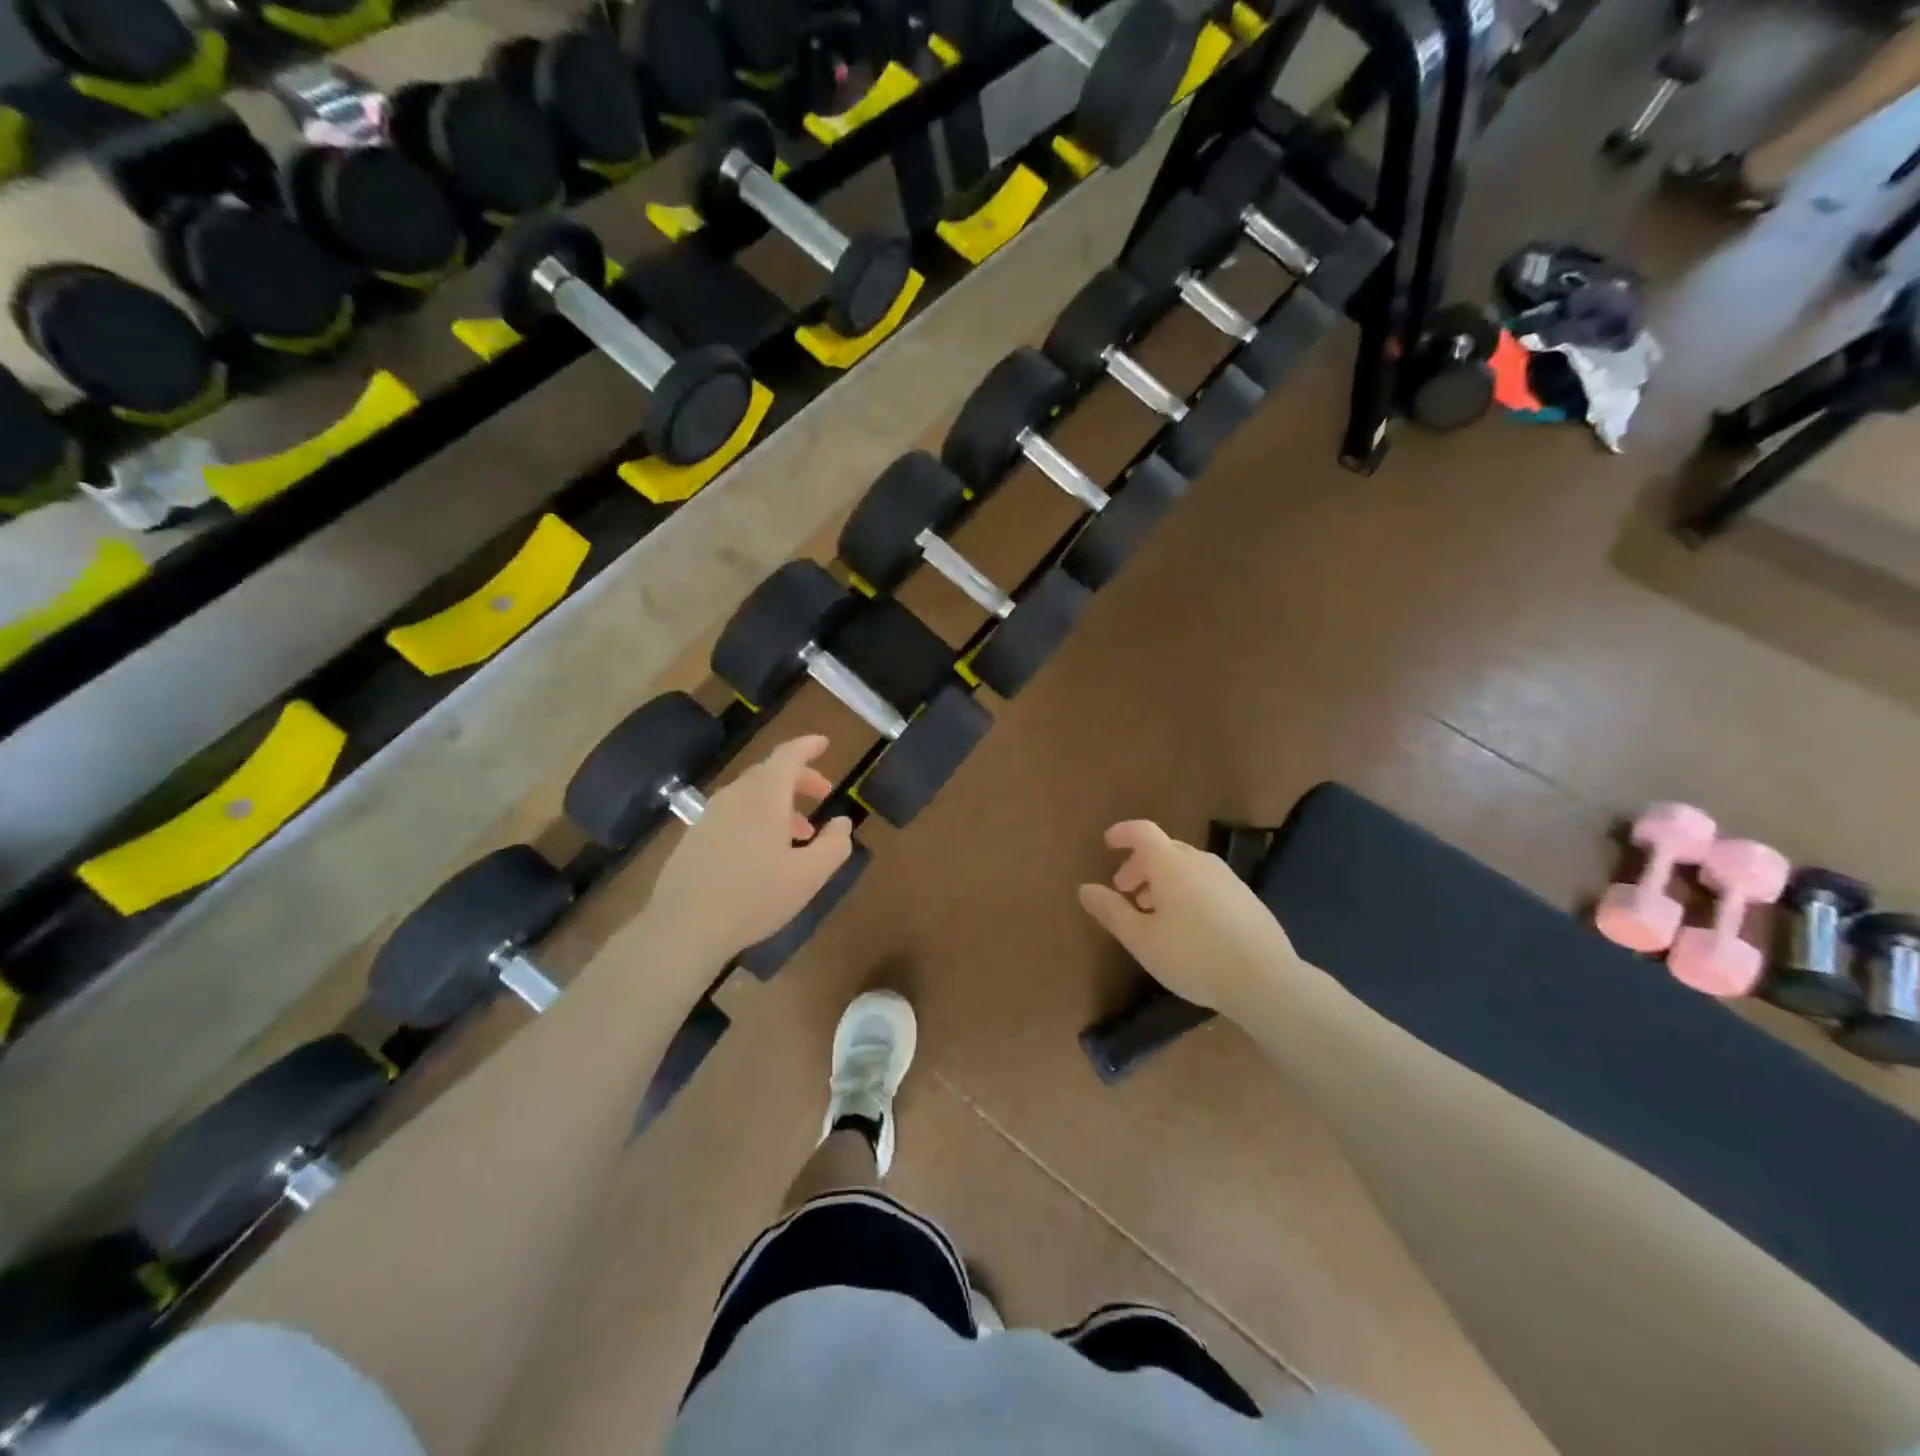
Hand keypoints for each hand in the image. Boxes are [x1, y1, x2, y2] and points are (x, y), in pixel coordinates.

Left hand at [645, 735, 852, 961]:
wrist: (685, 927)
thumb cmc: (756, 896)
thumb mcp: (810, 875)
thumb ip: (834, 844)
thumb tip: (843, 822)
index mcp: (764, 796)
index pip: (788, 756)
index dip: (808, 746)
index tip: (824, 743)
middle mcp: (734, 797)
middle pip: (769, 773)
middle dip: (799, 779)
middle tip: (823, 793)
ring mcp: (709, 817)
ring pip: (750, 796)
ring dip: (779, 804)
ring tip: (800, 832)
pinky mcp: (694, 838)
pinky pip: (733, 815)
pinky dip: (756, 819)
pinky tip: (764, 853)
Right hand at [1079, 820, 1300, 1017]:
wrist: (1265, 980)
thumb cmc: (1193, 956)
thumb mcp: (1141, 939)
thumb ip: (1111, 911)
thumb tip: (1085, 889)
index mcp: (1171, 864)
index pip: (1142, 832)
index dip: (1122, 833)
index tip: (1108, 843)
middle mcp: (1200, 862)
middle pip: (1165, 849)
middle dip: (1140, 865)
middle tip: (1125, 892)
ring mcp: (1228, 879)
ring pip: (1187, 868)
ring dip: (1164, 881)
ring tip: (1154, 914)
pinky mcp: (1247, 899)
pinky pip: (1207, 883)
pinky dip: (1188, 892)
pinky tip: (1189, 927)